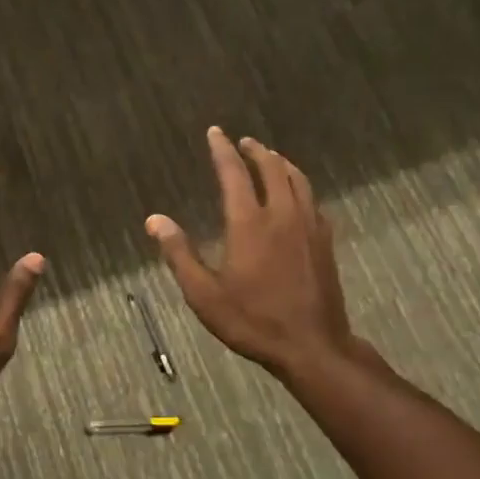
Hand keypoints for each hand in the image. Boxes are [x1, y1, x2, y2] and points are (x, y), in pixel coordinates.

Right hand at [146, 127, 353, 376]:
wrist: (312, 346)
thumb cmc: (252, 321)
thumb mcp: (204, 294)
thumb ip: (179, 254)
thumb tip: (154, 220)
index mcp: (249, 223)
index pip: (234, 173)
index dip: (222, 150)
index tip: (215, 132)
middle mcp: (282, 214)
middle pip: (271, 168)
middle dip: (255, 151)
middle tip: (243, 142)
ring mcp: (308, 226)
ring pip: (297, 179)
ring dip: (281, 163)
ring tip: (269, 157)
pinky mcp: (324, 241)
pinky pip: (312, 200)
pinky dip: (300, 186)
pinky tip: (296, 194)